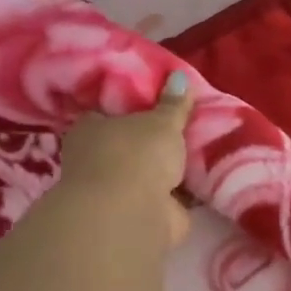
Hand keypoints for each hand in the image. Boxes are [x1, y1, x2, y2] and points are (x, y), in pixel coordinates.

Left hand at [45, 71, 194, 245]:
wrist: (131, 212)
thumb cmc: (136, 154)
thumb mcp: (161, 121)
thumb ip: (173, 103)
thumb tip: (179, 76)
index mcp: (90, 129)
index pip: (104, 113)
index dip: (127, 108)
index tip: (151, 103)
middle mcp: (95, 159)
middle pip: (125, 144)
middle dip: (148, 142)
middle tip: (180, 128)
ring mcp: (115, 191)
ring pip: (144, 173)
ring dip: (165, 170)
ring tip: (196, 153)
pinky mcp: (138, 215)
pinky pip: (164, 198)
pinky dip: (178, 194)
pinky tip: (201, 182)